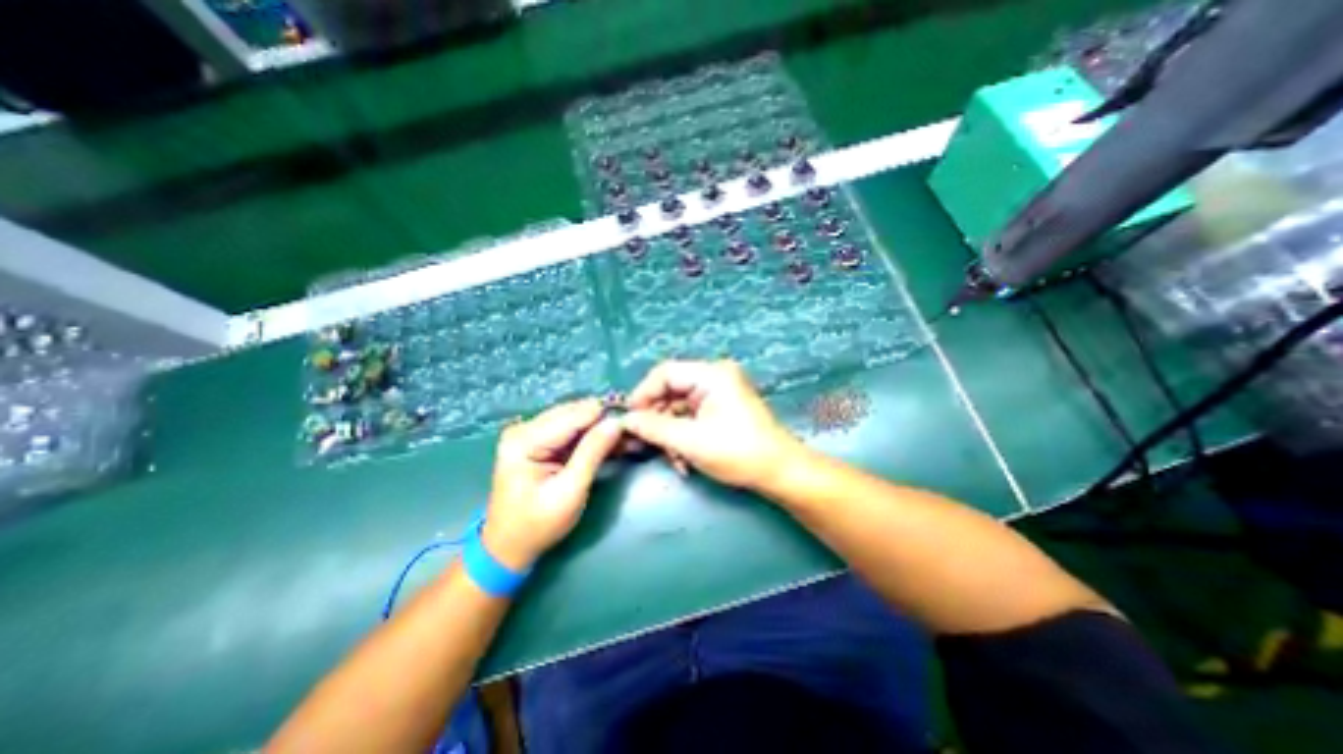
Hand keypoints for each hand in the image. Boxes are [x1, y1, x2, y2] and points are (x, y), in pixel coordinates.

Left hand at [482, 399, 625, 566]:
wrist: (508, 547)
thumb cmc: (538, 525)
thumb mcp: (570, 491)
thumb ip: (592, 453)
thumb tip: (616, 422)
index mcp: (525, 440)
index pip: (574, 415)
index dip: (605, 416)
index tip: (633, 423)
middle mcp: (524, 428)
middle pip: (574, 412)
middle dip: (603, 421)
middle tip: (631, 434)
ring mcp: (529, 433)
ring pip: (574, 418)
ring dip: (599, 427)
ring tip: (625, 438)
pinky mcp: (536, 441)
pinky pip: (569, 430)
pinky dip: (589, 436)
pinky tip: (609, 443)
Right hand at [623, 358, 807, 487]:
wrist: (779, 472)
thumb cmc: (738, 452)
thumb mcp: (690, 441)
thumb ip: (654, 427)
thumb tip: (625, 420)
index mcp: (712, 374)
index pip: (665, 373)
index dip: (643, 394)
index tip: (629, 420)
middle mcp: (715, 377)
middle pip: (671, 390)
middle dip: (657, 419)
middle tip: (645, 444)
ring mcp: (719, 393)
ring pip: (679, 407)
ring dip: (670, 433)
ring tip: (672, 459)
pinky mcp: (722, 408)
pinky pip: (691, 416)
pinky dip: (683, 436)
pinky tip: (682, 459)